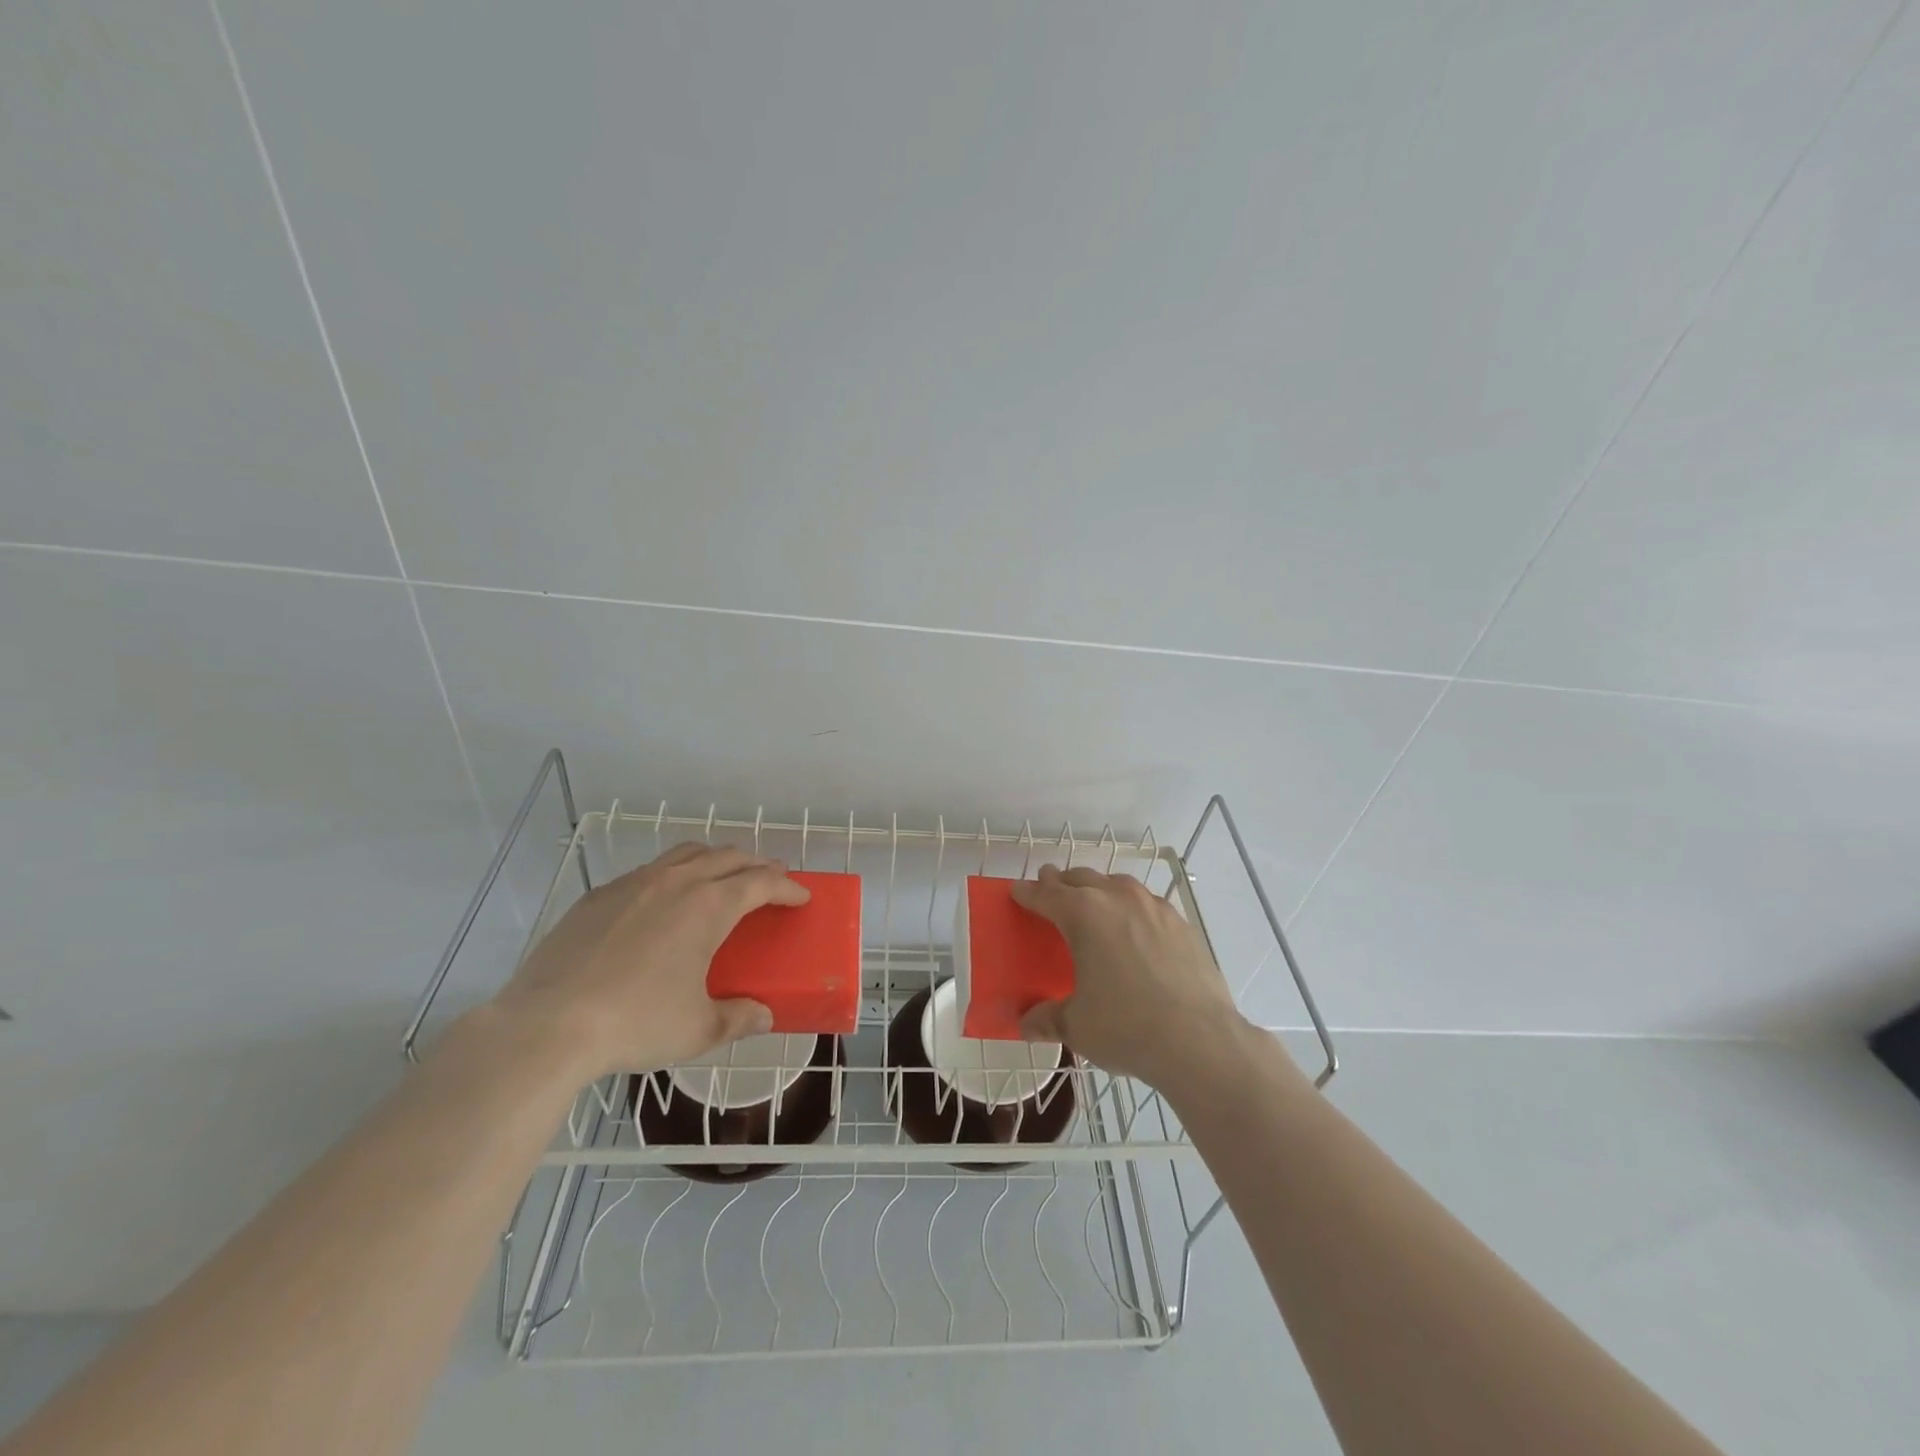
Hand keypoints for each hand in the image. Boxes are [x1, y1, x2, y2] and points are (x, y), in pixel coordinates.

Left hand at [489, 843, 809, 1080]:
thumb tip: (763, 1016)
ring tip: (722, 877)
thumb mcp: (698, 1029)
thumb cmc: (636, 1024)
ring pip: (686, 853)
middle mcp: (677, 882)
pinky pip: (648, 871)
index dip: (787, 887)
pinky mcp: (598, 896)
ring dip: (715, 859)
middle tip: (770, 880)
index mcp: (710, 906)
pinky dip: (672, 875)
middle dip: (757, 864)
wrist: (547, 1026)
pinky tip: (663, 902)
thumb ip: (738, 1018)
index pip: (762, 882)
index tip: (801, 896)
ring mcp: (634, 884)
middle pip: (729, 856)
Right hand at [1012, 865, 1262, 1092]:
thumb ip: (1048, 1018)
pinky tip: (1135, 930)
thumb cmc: (1126, 1027)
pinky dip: (1132, 908)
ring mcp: (1154, 907)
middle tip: (1050, 892)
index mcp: (1083, 914)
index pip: (1046, 893)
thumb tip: (1026, 1024)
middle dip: (1061, 883)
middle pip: (1081, 878)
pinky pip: (1147, 903)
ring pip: (1117, 884)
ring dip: (1099, 889)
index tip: (1018, 892)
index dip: (1028, 892)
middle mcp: (1118, 898)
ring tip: (1094, 906)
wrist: (1200, 1040)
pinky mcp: (1182, 924)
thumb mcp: (1077, 1026)